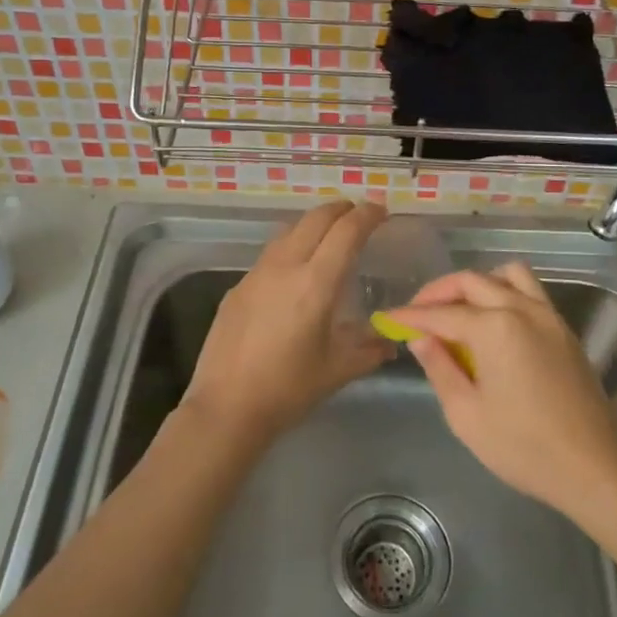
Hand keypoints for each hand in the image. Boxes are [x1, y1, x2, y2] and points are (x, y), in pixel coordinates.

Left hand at [182, 200, 393, 446]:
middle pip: (316, 218)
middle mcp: (285, 266)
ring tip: (329, 234)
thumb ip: (369, 349)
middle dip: (341, 209)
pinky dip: (291, 246)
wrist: (226, 407)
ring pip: (289, 230)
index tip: (381, 210)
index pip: (346, 232)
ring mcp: (257, 274)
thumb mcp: (338, 370)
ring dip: (313, 224)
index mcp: (315, 283)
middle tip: (358, 215)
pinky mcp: (238, 287)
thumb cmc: (288, 389)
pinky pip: (270, 253)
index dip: (367, 215)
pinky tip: (295, 270)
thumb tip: (390, 339)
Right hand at [387, 263, 616, 518]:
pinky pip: (529, 291)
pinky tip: (493, 322)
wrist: (595, 468)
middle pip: (472, 282)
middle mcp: (522, 309)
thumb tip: (420, 339)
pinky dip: (504, 292)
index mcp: (495, 328)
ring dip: (476, 284)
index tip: (387, 319)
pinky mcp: (563, 329)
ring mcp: (548, 315)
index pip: (441, 314)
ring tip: (458, 310)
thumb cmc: (524, 447)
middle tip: (417, 314)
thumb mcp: (467, 415)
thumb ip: (440, 369)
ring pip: (506, 275)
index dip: (410, 317)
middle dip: (439, 293)